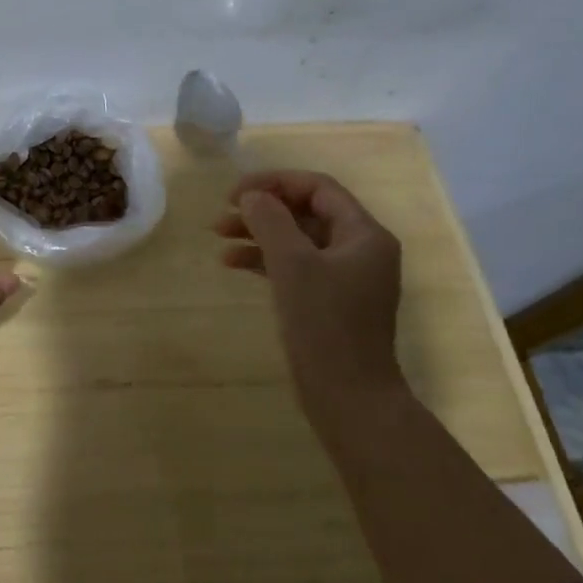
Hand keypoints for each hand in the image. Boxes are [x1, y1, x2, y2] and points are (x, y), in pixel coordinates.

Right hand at [215, 170, 406, 429]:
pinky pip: (297, 267)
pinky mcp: (331, 302)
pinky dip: (266, 261)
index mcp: (364, 234)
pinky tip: (233, 264)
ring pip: (298, 240)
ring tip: (218, 238)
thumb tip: (252, 196)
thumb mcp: (293, 265)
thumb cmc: (325, 326)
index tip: (234, 193)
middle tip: (222, 215)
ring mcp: (346, 277)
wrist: (350, 399)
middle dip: (263, 210)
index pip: (318, 188)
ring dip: (259, 234)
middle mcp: (361, 249)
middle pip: (307, 212)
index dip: (274, 183)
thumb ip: (271, 222)